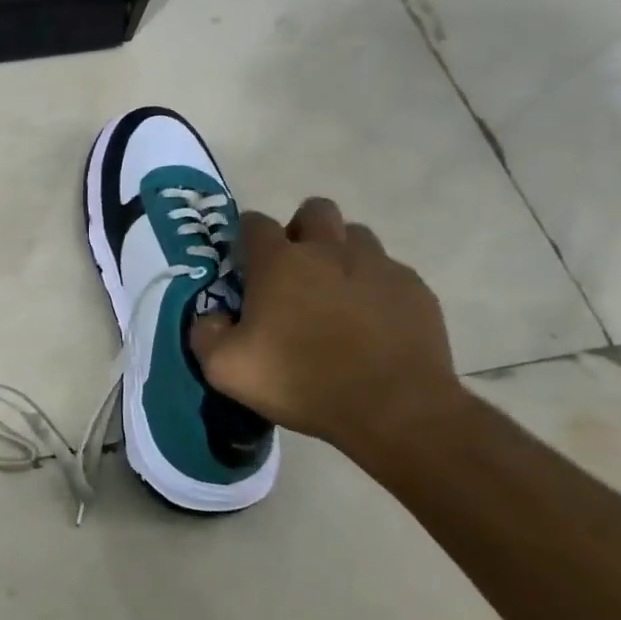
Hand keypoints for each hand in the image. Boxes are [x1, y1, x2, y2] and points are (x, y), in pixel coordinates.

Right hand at [191, 198, 464, 456]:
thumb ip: (205, 333)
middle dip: (301, 229)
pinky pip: (390, 271)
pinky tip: (370, 320)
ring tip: (334, 292)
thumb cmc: (300, 381)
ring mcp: (378, 267)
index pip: (255, 223)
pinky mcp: (415, 290)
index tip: (245, 263)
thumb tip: (212, 316)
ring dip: (340, 253)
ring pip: (357, 236)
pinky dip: (374, 285)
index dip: (246, 237)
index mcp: (278, 262)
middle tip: (293, 269)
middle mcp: (328, 251)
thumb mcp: (225, 367)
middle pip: (315, 211)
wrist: (393, 408)